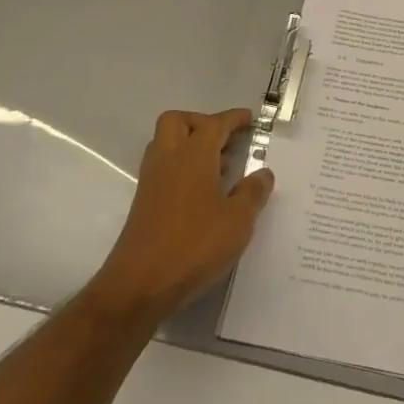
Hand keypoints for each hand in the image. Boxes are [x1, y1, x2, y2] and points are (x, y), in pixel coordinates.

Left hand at [86, 109, 274, 325]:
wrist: (140, 284)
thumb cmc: (194, 245)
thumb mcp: (238, 221)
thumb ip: (253, 193)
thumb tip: (263, 173)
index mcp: (193, 155)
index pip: (214, 124)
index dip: (233, 118)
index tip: (249, 118)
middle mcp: (168, 159)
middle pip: (178, 121)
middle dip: (202, 122)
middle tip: (226, 139)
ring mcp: (152, 181)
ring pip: (166, 144)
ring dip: (190, 144)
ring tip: (220, 167)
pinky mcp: (144, 203)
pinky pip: (163, 169)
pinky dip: (182, 168)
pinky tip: (203, 193)